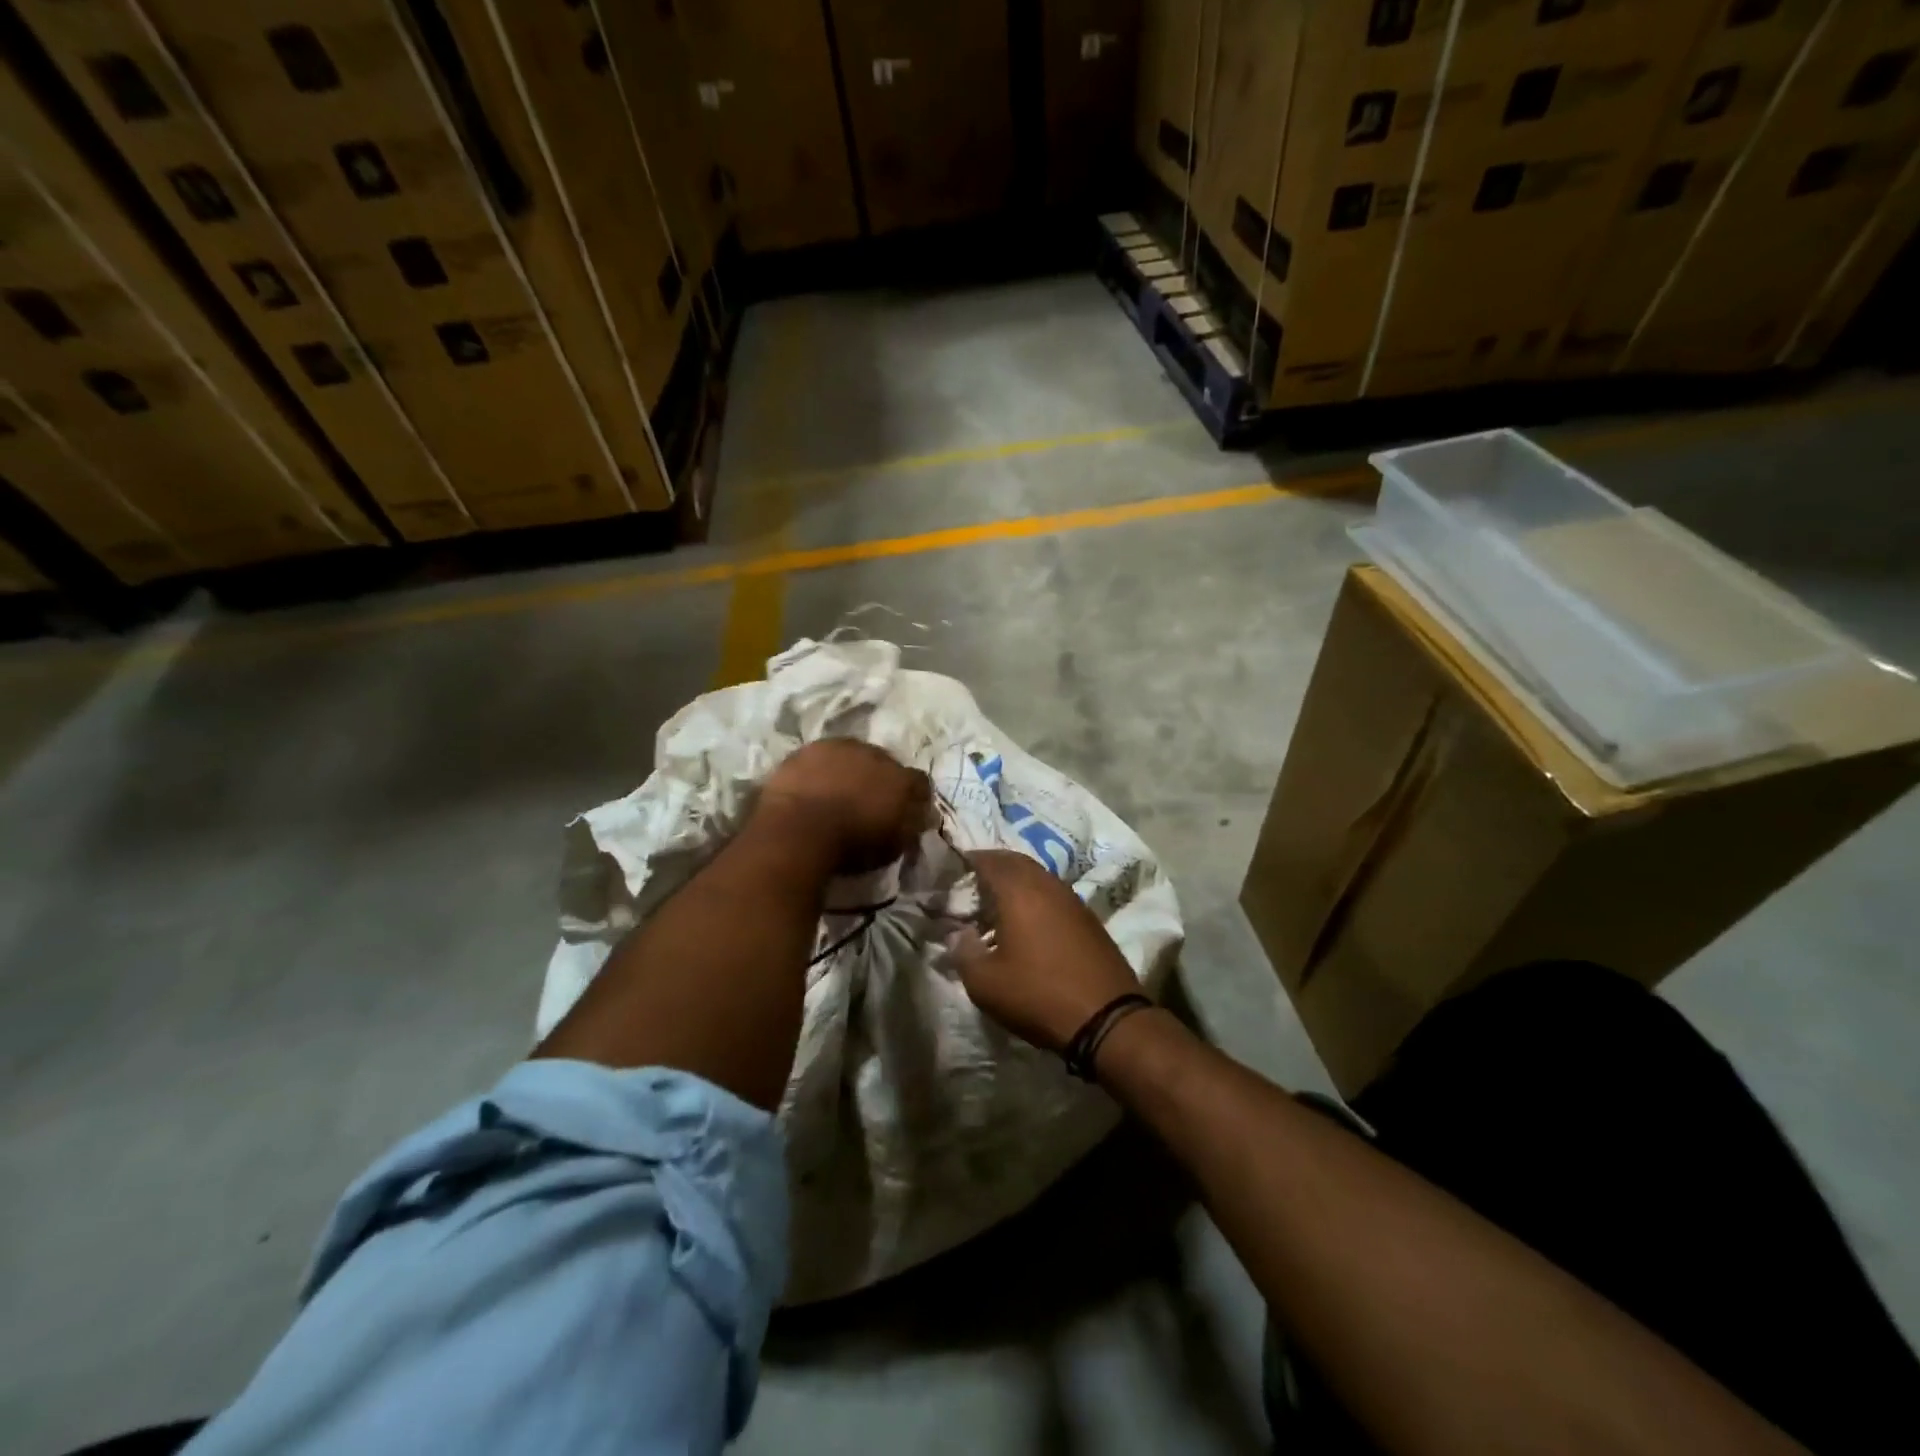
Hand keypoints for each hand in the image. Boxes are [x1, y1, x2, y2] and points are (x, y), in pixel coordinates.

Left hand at [755, 739, 933, 873]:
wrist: (798, 830)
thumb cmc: (851, 844)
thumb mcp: (893, 845)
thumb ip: (911, 824)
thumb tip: (921, 813)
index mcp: (902, 779)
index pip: (918, 782)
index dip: (913, 796)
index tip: (904, 811)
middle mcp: (874, 754)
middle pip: (882, 763)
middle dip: (877, 779)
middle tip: (866, 801)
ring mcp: (837, 748)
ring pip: (849, 756)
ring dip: (846, 770)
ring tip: (835, 793)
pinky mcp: (804, 751)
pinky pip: (817, 759)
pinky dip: (817, 772)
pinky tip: (809, 789)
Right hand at [953, 849, 1144, 1053]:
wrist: (1106, 1018)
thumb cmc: (1037, 995)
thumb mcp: (985, 983)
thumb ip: (963, 952)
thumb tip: (958, 934)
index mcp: (1018, 891)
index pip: (989, 860)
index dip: (969, 860)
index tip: (953, 868)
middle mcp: (1047, 885)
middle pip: (1016, 861)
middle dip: (993, 866)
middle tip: (973, 883)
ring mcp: (1072, 900)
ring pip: (1038, 876)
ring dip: (1017, 882)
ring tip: (997, 903)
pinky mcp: (1088, 919)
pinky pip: (1054, 895)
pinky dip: (1036, 898)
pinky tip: (1028, 923)